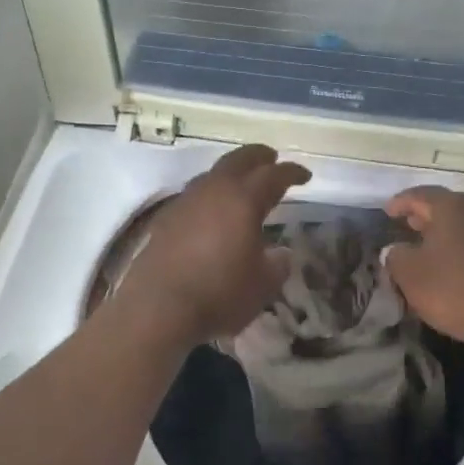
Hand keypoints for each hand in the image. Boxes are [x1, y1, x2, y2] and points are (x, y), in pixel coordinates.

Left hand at [117, 145, 311, 346]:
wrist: (158, 307)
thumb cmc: (220, 294)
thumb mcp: (263, 285)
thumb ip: (277, 265)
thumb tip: (281, 253)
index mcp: (244, 200)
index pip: (273, 175)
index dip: (292, 172)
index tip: (305, 175)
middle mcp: (213, 191)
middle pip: (239, 160)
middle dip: (258, 157)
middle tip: (272, 158)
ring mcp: (185, 202)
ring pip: (212, 174)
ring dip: (231, 173)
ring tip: (241, 184)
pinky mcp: (164, 219)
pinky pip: (194, 195)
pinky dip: (210, 195)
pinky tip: (212, 211)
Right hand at [383, 186, 463, 341]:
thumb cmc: (452, 287)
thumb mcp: (409, 273)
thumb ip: (396, 255)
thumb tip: (397, 249)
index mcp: (451, 206)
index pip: (419, 195)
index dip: (400, 202)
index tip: (387, 211)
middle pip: (445, 206)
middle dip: (424, 215)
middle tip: (407, 225)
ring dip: (444, 232)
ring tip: (427, 245)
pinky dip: (460, 246)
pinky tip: (451, 261)